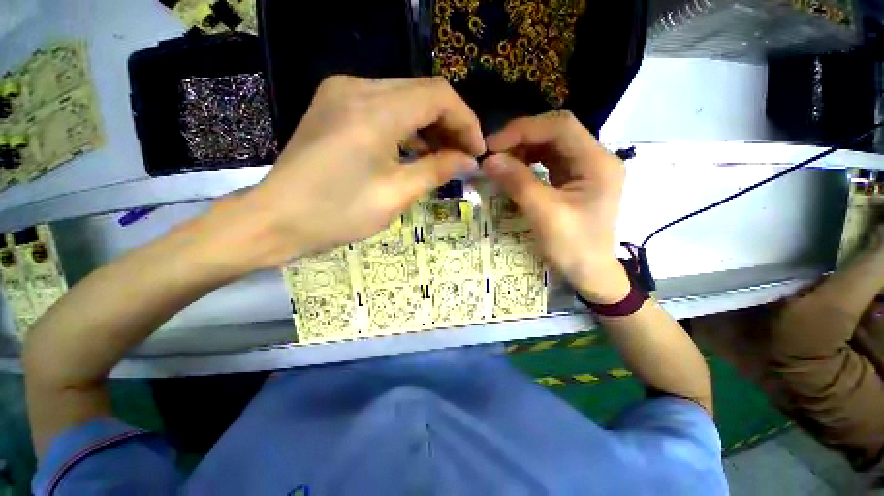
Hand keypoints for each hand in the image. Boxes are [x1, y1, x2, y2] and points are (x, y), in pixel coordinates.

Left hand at [235, 76, 484, 267]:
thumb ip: (437, 170)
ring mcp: (341, 92)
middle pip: (422, 91)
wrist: (276, 220)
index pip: (438, 96)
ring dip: (429, 125)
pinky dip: (406, 126)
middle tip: (462, 156)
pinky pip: (383, 106)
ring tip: (443, 156)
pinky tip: (415, 149)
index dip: (465, 121)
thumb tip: (469, 160)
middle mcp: (356, 87)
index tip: (476, 151)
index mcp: (374, 111)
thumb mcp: (396, 195)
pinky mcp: (334, 105)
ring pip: (404, 96)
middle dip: (450, 123)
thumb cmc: (338, 213)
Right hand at [483, 111, 628, 303]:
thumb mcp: (544, 214)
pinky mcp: (574, 181)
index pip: (560, 127)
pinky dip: (528, 162)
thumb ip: (517, 183)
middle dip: (521, 139)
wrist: (590, 274)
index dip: (524, 130)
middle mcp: (595, 159)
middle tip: (492, 153)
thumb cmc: (573, 248)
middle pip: (555, 133)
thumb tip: (488, 160)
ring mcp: (585, 169)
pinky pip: (548, 163)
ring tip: (499, 161)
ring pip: (550, 146)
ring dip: (522, 150)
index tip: (493, 145)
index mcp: (597, 163)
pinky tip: (513, 170)